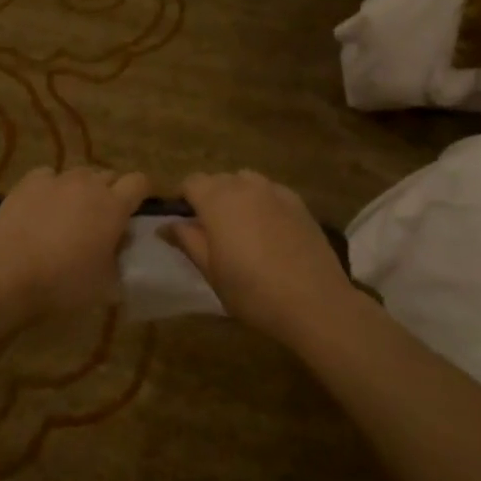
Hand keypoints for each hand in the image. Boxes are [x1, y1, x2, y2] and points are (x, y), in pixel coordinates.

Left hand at [0, 166, 149, 324]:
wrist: (8, 276)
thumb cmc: (63, 285)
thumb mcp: (106, 283)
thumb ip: (119, 257)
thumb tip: (120, 244)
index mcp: (114, 206)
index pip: (140, 182)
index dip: (141, 193)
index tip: (135, 210)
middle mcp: (88, 184)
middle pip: (109, 175)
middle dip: (110, 192)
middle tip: (101, 219)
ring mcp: (56, 180)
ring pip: (79, 175)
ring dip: (81, 189)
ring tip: (69, 213)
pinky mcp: (28, 182)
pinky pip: (48, 176)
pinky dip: (50, 187)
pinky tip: (41, 206)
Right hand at [163, 171, 358, 345]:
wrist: (314, 302)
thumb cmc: (252, 290)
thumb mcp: (210, 270)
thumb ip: (187, 240)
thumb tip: (166, 225)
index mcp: (217, 199)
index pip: (190, 182)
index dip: (183, 199)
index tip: (183, 224)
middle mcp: (245, 185)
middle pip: (218, 179)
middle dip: (209, 197)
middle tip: (210, 232)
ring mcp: (276, 191)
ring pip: (246, 182)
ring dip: (236, 197)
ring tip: (241, 228)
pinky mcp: (299, 203)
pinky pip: (271, 192)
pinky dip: (262, 203)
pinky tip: (269, 231)